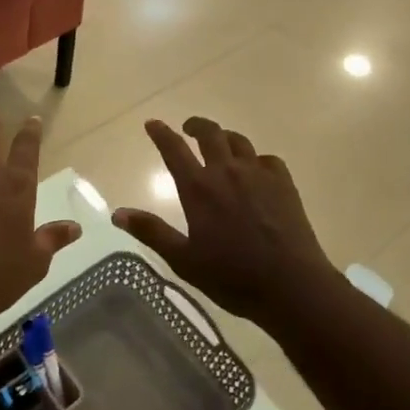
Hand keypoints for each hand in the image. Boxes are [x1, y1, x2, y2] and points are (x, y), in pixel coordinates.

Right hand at [112, 117, 338, 327]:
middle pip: (209, 133)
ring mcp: (258, 173)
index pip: (174, 149)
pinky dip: (256, 160)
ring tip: (220, 146)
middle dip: (195, 126)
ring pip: (238, 141)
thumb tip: (117, 213)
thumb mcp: (184, 260)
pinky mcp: (283, 182)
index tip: (152, 123)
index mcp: (199, 188)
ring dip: (224, 139)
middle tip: (188, 129)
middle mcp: (226, 171)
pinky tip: (256, 172)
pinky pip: (266, 159)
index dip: (161, 133)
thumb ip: (152, 232)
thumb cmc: (232, 277)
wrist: (292, 285)